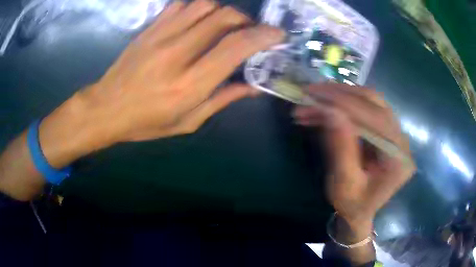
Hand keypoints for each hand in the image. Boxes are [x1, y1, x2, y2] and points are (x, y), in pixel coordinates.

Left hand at [73, 0, 283, 142]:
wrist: (106, 108)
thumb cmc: (145, 122)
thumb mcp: (187, 122)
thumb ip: (222, 99)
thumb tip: (253, 86)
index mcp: (189, 84)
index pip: (235, 47)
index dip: (263, 36)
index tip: (277, 34)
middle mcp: (177, 53)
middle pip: (223, 17)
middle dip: (245, 20)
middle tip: (248, 31)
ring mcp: (160, 36)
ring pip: (204, 5)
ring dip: (222, 12)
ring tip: (223, 26)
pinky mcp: (149, 29)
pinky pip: (181, 5)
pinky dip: (198, 8)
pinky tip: (198, 21)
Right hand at [293, 84, 415, 227]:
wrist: (361, 211)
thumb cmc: (353, 205)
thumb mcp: (343, 184)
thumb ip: (341, 148)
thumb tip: (330, 111)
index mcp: (398, 158)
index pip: (375, 119)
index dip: (345, 103)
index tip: (314, 95)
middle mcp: (402, 140)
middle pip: (374, 103)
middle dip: (340, 95)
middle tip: (311, 93)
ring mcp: (395, 132)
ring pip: (369, 101)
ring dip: (340, 96)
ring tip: (313, 99)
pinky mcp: (385, 129)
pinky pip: (365, 107)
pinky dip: (343, 104)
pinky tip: (324, 107)